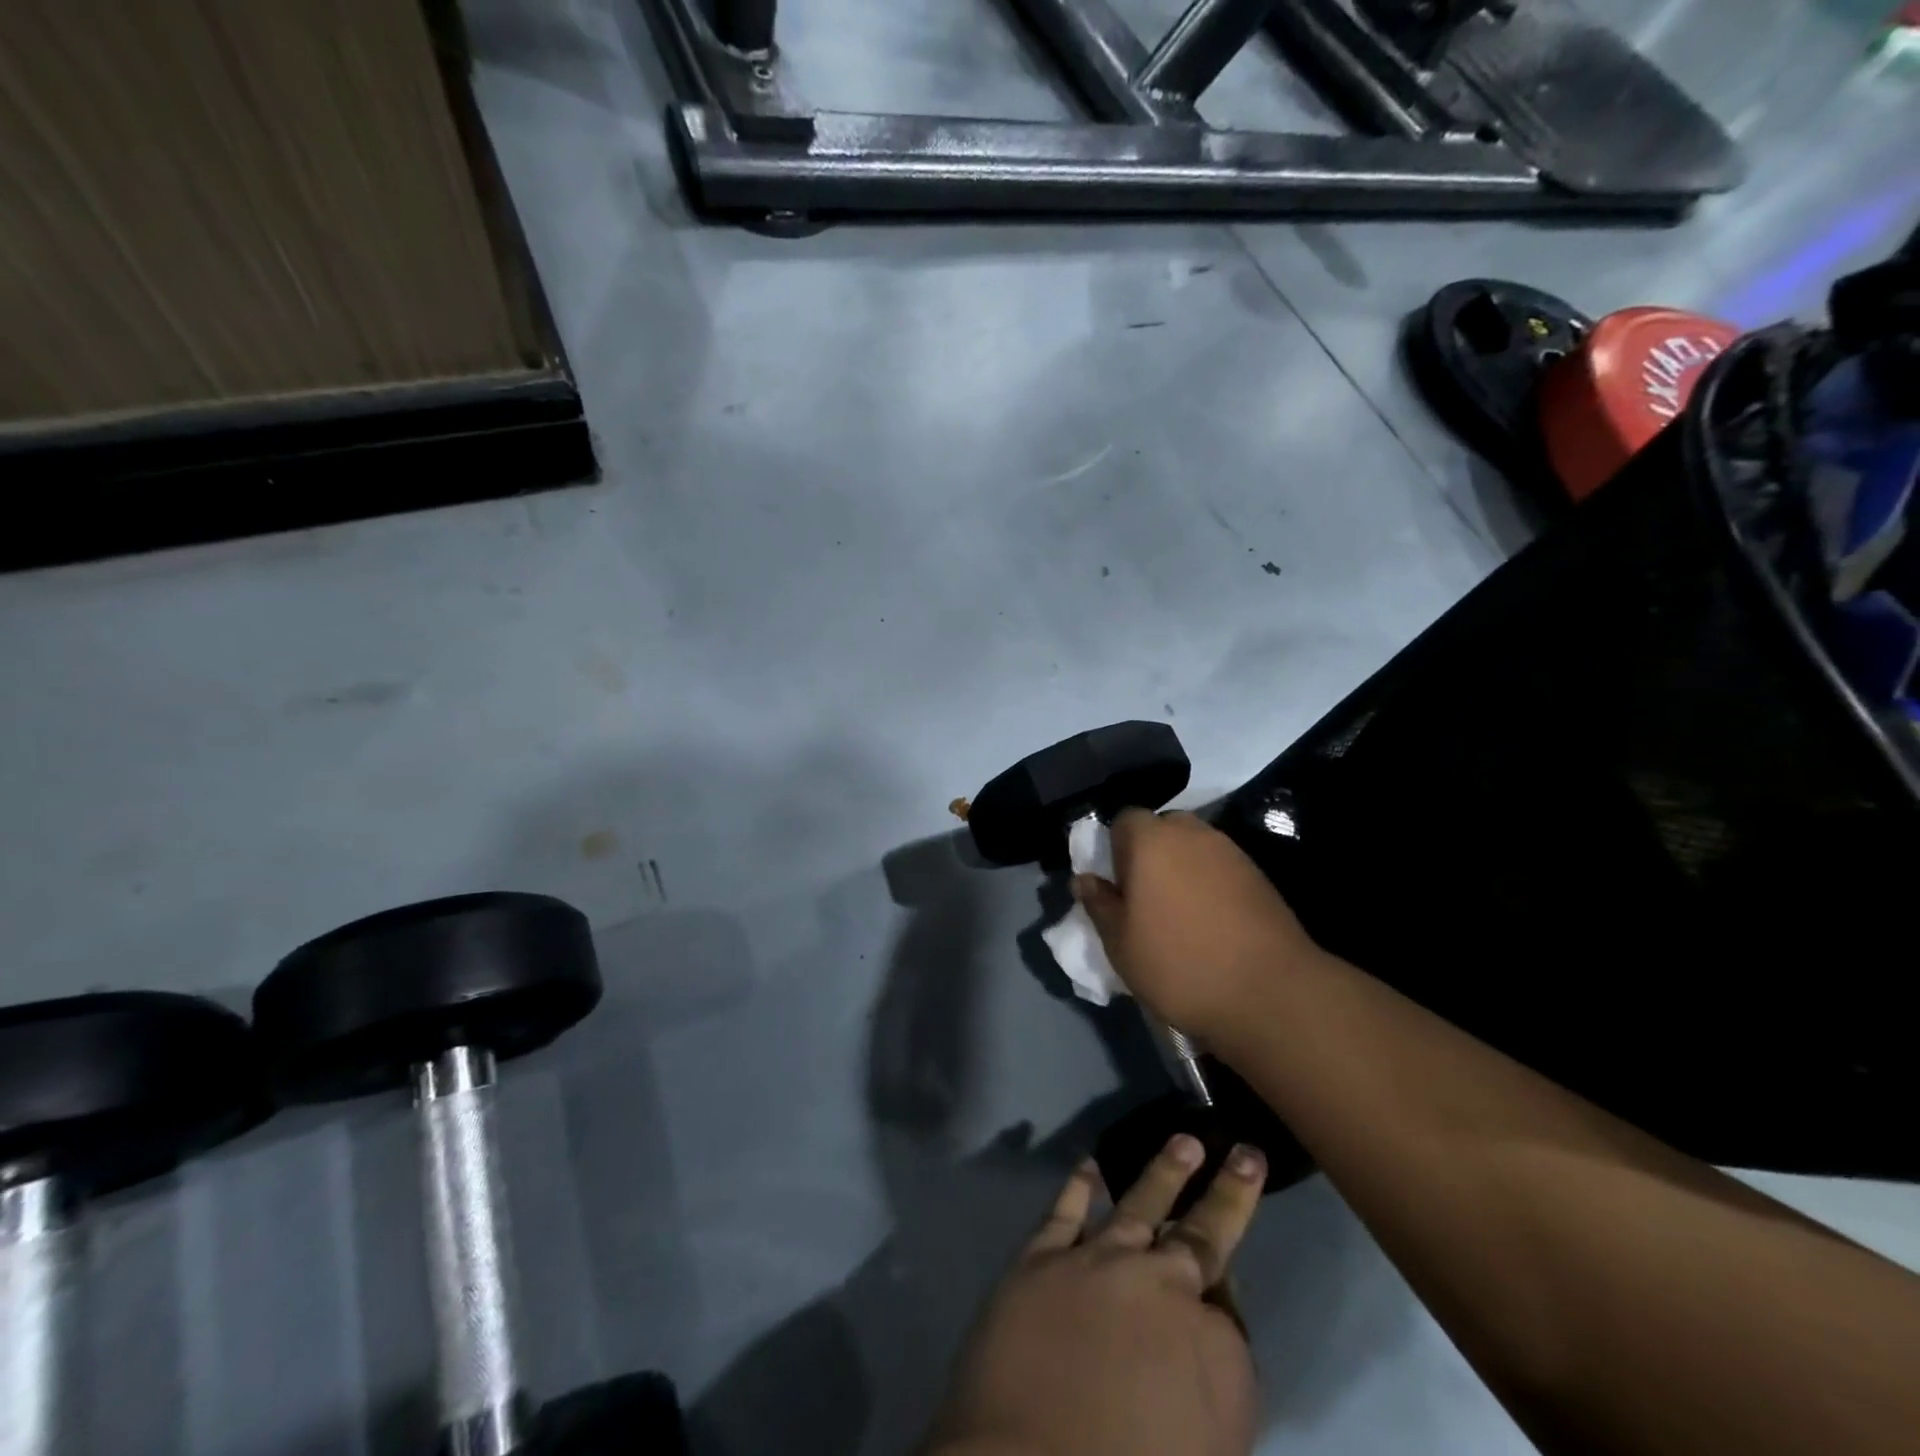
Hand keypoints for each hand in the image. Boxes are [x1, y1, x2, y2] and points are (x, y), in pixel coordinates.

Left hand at [927, 1133, 1265, 1455]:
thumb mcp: (1208, 1451)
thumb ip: (1215, 1394)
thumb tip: (1207, 1342)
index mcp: (1216, 1349)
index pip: (1229, 1309)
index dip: (1224, 1304)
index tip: (1220, 1295)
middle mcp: (1164, 1288)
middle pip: (1203, 1234)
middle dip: (1227, 1191)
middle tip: (1244, 1152)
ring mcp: (1100, 1261)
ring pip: (1140, 1204)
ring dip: (1165, 1171)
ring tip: (1185, 1140)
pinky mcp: (1043, 1256)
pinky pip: (1066, 1211)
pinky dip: (1079, 1186)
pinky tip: (1090, 1166)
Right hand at [1072, 809, 1321, 1044]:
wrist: (1271, 993)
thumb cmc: (1179, 964)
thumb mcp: (1121, 943)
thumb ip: (1099, 904)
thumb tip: (1084, 879)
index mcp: (1151, 840)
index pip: (1123, 820)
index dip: (1115, 847)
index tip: (1116, 884)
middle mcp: (1193, 833)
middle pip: (1162, 829)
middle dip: (1149, 854)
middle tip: (1144, 897)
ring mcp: (1231, 852)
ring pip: (1193, 848)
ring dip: (1182, 869)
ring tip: (1179, 914)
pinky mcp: (1260, 876)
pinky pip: (1221, 868)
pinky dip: (1210, 885)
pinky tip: (1211, 923)